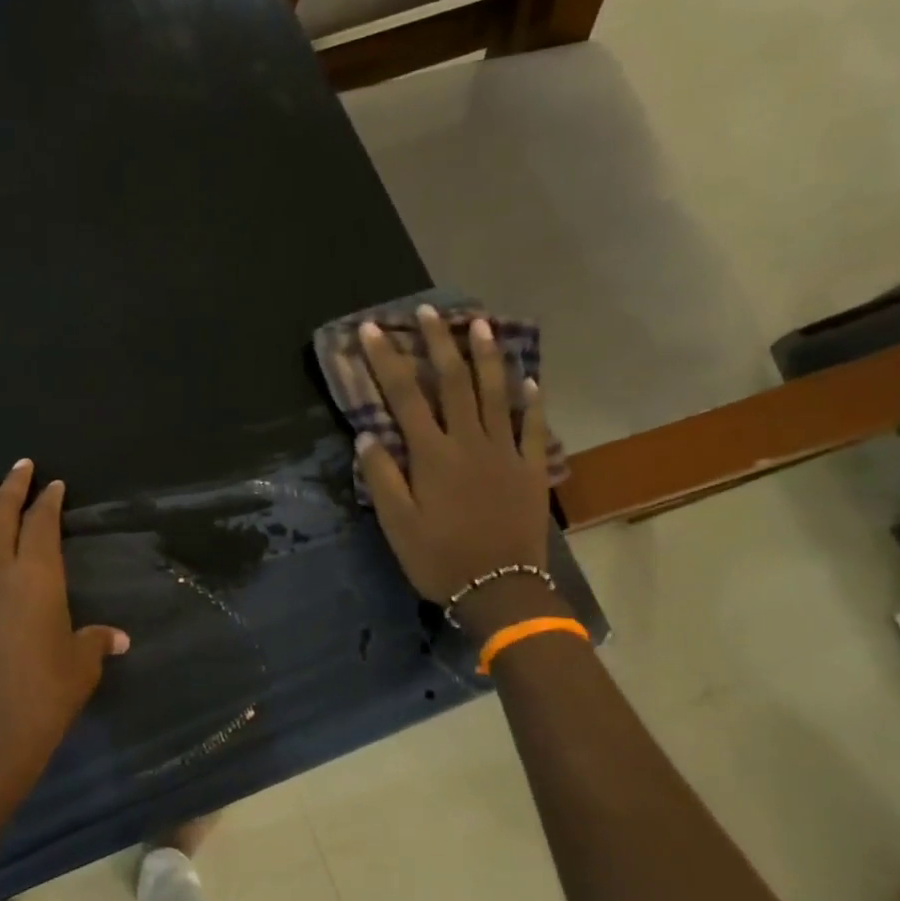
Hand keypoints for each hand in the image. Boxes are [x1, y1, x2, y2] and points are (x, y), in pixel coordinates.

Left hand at [0, 459, 128, 816]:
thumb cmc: (42, 696)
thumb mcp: (79, 667)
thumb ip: (94, 643)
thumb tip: (117, 638)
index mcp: (38, 576)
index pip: (42, 525)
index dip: (48, 501)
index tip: (53, 485)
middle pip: (4, 518)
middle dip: (13, 489)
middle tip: (20, 466)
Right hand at [356, 306, 551, 607]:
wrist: (500, 589)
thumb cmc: (438, 558)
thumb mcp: (396, 523)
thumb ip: (382, 476)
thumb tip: (367, 434)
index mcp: (432, 455)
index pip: (405, 396)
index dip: (387, 360)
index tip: (373, 330)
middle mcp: (469, 442)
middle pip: (453, 382)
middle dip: (437, 343)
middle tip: (428, 311)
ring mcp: (504, 453)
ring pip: (495, 393)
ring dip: (485, 356)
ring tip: (479, 324)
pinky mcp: (529, 469)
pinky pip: (532, 426)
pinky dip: (530, 400)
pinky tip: (528, 378)